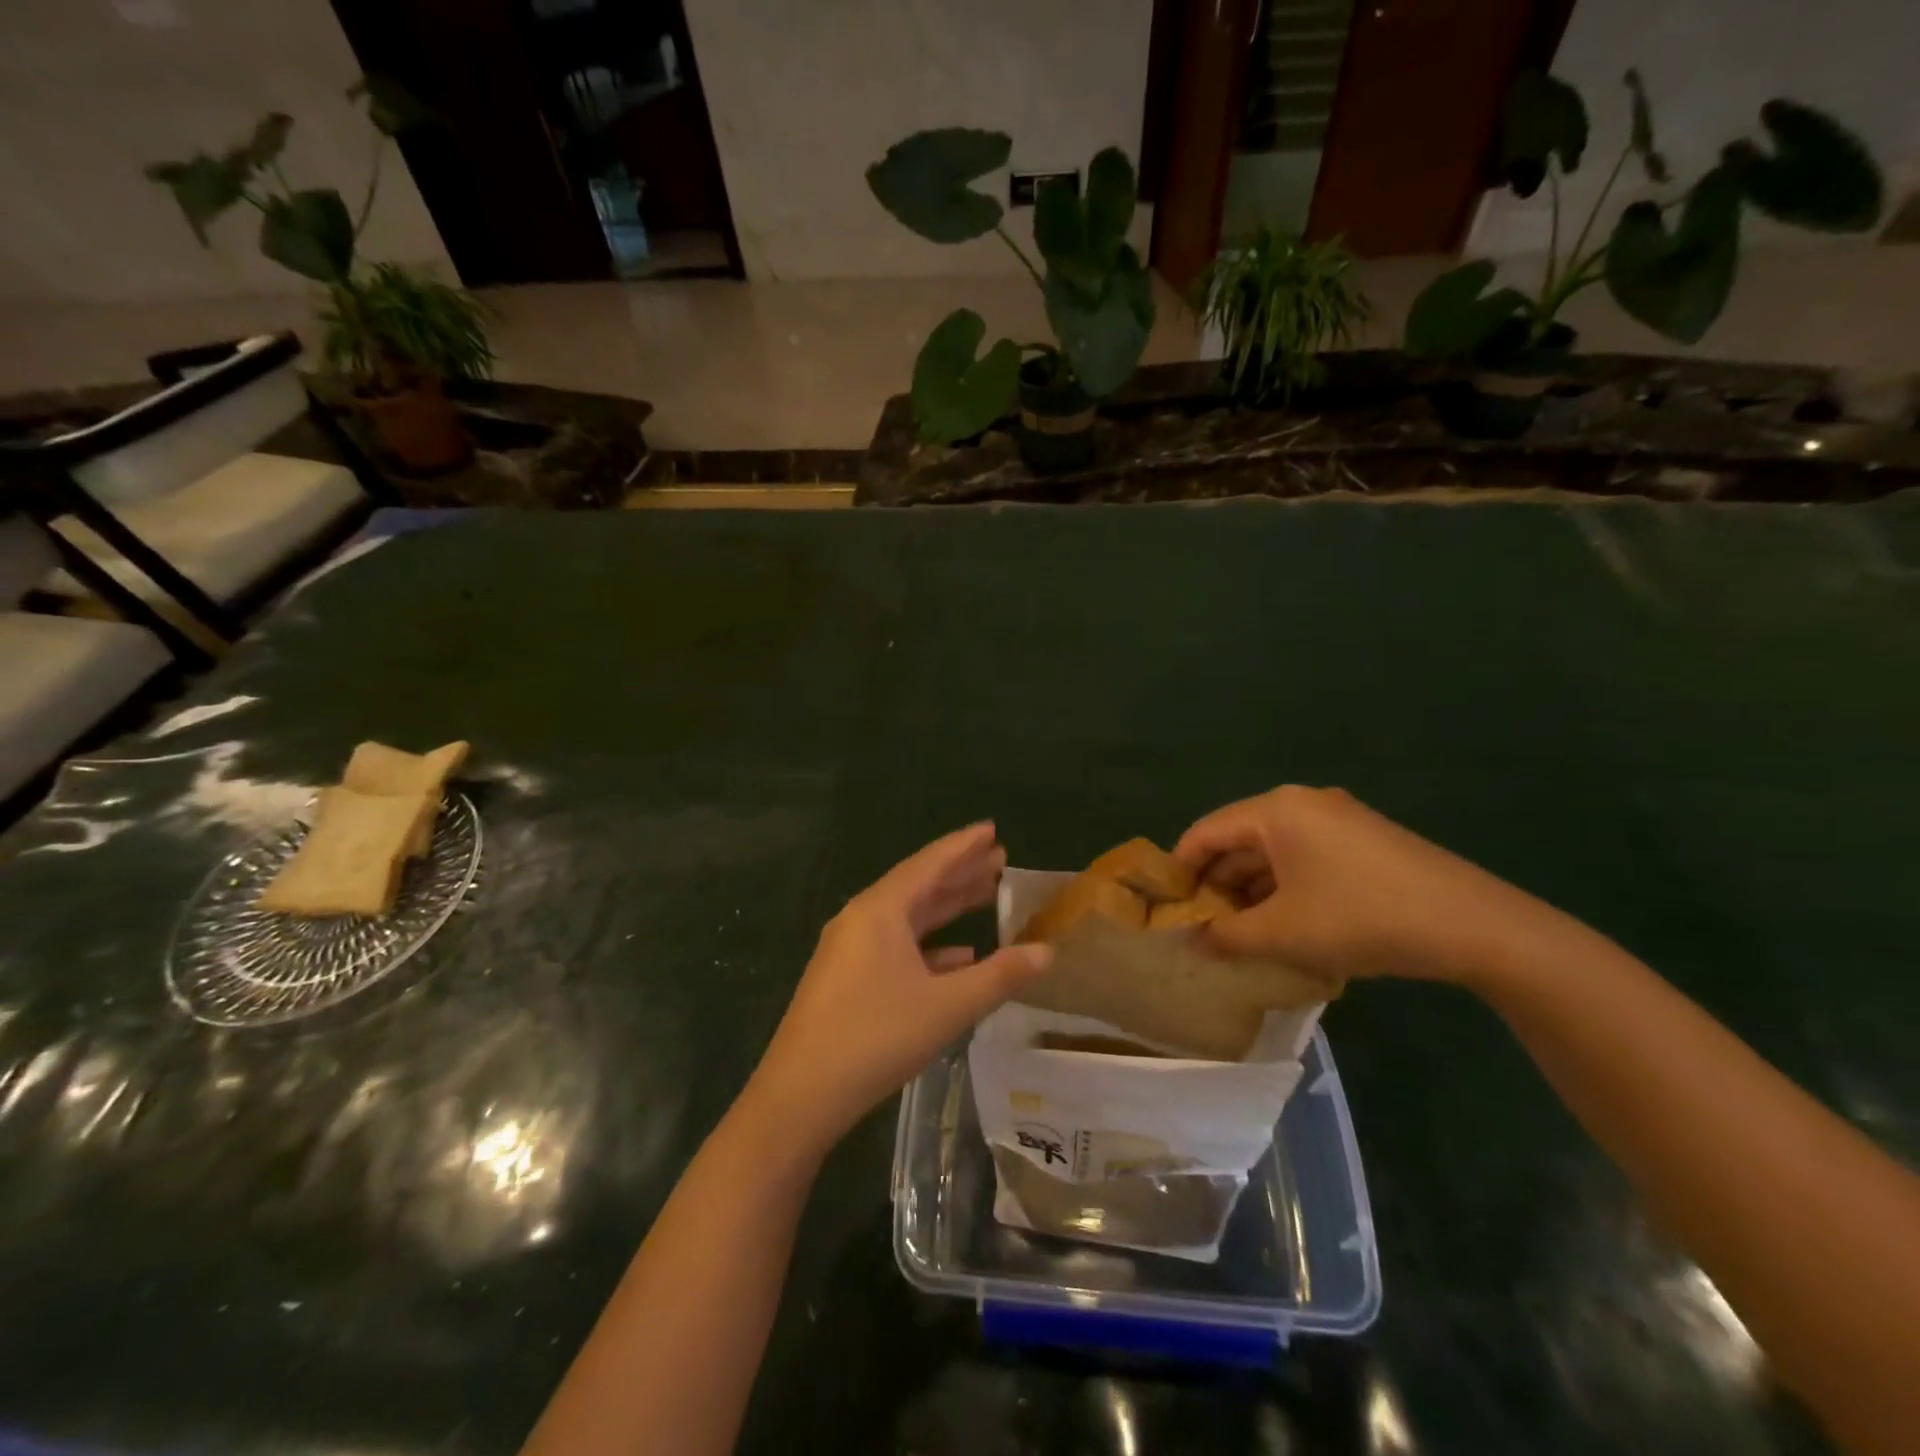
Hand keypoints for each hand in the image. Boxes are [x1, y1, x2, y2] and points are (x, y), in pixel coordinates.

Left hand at [745, 823, 1052, 1155]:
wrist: (800, 1094)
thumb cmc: (876, 1037)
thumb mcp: (947, 1006)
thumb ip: (1000, 976)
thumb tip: (1047, 951)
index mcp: (880, 910)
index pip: (930, 863)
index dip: (964, 845)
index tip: (992, 829)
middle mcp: (862, 919)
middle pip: (919, 885)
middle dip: (960, 872)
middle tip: (999, 859)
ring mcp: (851, 949)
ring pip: (908, 917)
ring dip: (947, 907)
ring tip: (986, 895)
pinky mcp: (847, 978)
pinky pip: (896, 947)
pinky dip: (929, 946)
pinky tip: (960, 956)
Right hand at [1174, 785, 1563, 987]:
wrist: (1474, 925)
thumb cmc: (1361, 918)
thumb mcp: (1284, 933)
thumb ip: (1226, 935)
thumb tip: (1192, 941)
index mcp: (1276, 810)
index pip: (1206, 832)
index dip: (1180, 870)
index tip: (1168, 908)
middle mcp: (1303, 803)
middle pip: (1239, 838)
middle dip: (1217, 883)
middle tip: (1203, 925)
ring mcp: (1339, 818)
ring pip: (1273, 850)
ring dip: (1251, 888)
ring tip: (1239, 931)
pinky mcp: (1364, 840)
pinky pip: (1305, 856)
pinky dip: (1284, 886)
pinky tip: (1285, 922)